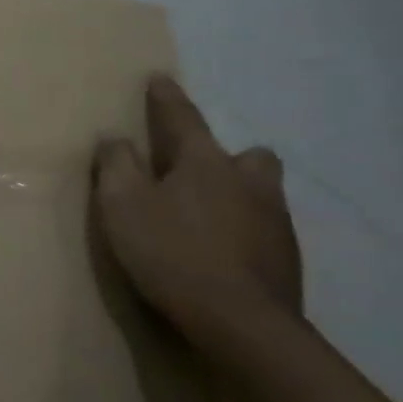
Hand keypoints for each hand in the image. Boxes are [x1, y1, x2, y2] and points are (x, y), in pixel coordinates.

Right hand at [94, 76, 302, 338]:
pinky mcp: (286, 259)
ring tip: (210, 217)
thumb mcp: (123, 205)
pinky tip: (225, 254)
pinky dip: (245, 233)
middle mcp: (247, 181)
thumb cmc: (172, 253)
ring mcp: (274, 221)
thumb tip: (115, 139)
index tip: (159, 78)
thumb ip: (116, 165)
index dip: (166, 98)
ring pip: (260, 192)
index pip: (182, 118)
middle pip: (246, 155)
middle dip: (227, 157)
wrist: (241, 324)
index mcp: (204, 161)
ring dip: (238, 195)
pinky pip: (264, 230)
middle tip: (201, 171)